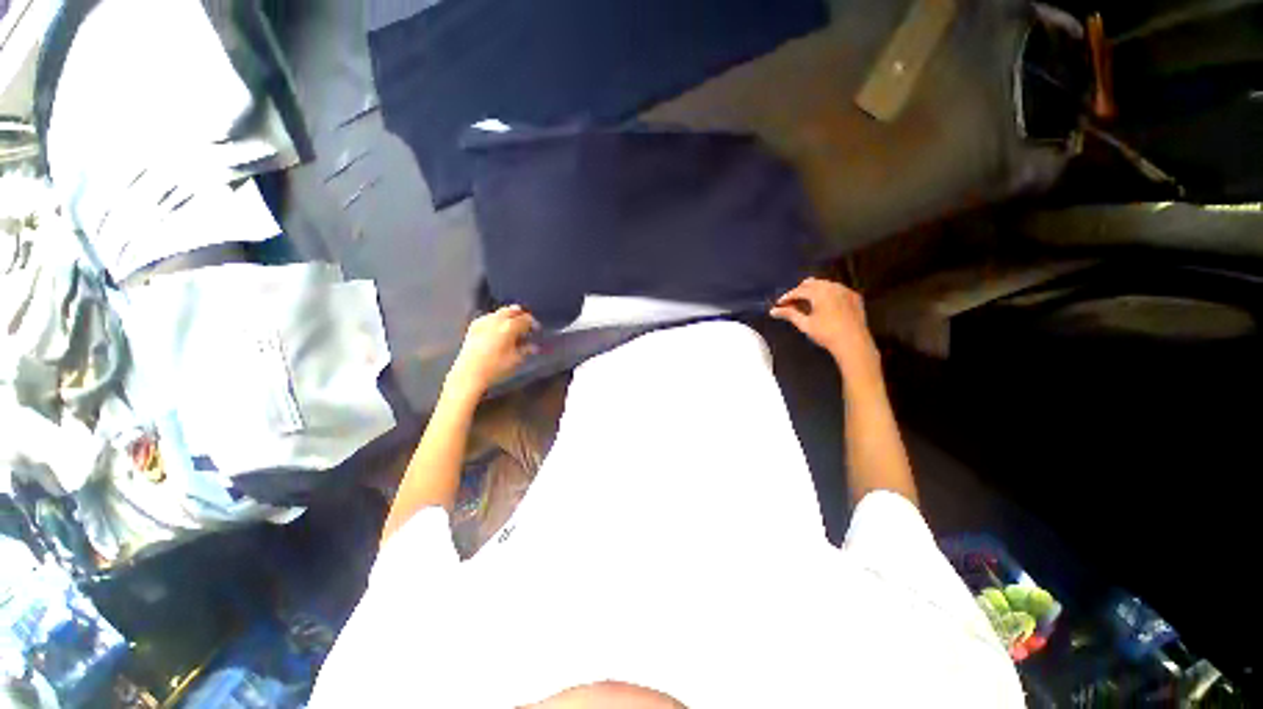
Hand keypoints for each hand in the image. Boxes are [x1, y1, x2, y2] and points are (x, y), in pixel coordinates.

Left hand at [446, 305, 538, 398]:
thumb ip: (526, 349)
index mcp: (509, 327)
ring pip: (500, 312)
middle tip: (526, 325)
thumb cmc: (495, 368)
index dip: (533, 323)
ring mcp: (483, 322)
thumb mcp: (516, 360)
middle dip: (521, 315)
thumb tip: (533, 346)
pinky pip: (489, 317)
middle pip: (512, 310)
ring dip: (509, 316)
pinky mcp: (474, 326)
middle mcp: (496, 320)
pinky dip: (496, 320)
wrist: (469, 374)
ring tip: (513, 327)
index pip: (526, 319)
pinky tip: (498, 328)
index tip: (536, 330)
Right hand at [770, 278, 881, 378]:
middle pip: (812, 283)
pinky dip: (828, 293)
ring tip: (806, 301)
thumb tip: (772, 311)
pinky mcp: (855, 297)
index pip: (799, 291)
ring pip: (825, 284)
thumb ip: (789, 314)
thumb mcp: (805, 324)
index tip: (779, 304)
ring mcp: (846, 290)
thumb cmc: (826, 334)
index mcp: (820, 292)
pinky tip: (824, 303)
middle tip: (791, 302)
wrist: (853, 343)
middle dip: (800, 291)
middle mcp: (833, 287)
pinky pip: (837, 289)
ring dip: (814, 290)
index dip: (787, 297)